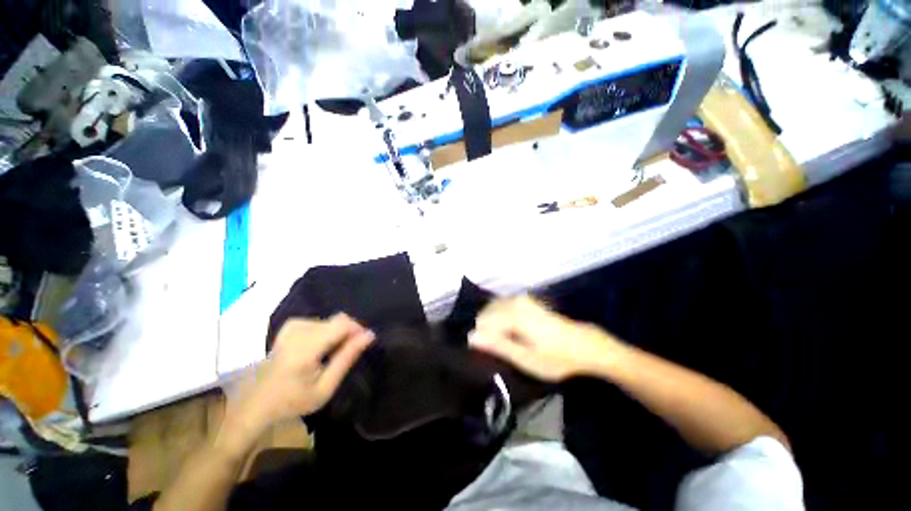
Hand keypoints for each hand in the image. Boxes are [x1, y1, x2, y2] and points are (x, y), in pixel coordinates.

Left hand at [222, 314, 373, 447]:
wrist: (256, 404)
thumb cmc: (292, 402)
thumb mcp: (325, 388)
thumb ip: (347, 358)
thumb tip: (369, 335)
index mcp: (305, 349)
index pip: (341, 324)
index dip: (358, 329)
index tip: (364, 343)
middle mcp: (297, 332)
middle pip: (337, 320)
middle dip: (349, 333)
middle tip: (347, 353)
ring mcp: (291, 327)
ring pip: (329, 320)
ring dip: (337, 333)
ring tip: (332, 354)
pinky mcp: (289, 327)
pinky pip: (318, 320)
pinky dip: (326, 331)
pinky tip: (320, 346)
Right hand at [469, 296, 621, 381]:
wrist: (584, 345)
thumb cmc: (556, 357)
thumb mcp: (526, 358)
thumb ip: (497, 345)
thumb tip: (470, 336)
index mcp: (513, 315)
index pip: (482, 322)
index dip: (482, 339)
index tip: (490, 353)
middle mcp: (514, 301)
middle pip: (486, 313)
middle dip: (486, 330)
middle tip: (498, 350)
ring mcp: (520, 299)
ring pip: (493, 309)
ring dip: (492, 325)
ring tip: (504, 343)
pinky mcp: (525, 300)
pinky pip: (501, 306)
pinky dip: (499, 318)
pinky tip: (509, 332)